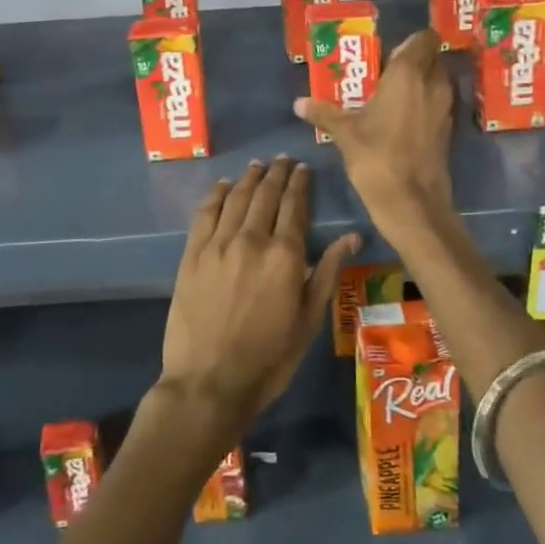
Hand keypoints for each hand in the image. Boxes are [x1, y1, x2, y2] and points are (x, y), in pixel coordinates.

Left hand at [158, 158, 358, 437]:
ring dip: (249, 178)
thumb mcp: (309, 321)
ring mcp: (218, 245)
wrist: (209, 382)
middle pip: (266, 196)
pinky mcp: (192, 255)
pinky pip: (205, 213)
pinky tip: (223, 185)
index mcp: (285, 256)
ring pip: (236, 198)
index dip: (299, 184)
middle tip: (283, 161)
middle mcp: (252, 240)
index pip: (295, 207)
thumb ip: (326, 273)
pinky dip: (216, 194)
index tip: (303, 168)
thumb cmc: (269, 359)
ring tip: (258, 166)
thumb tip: (352, 236)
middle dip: (276, 174)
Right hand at [294, 29, 454, 230]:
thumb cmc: (378, 157)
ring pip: (435, 81)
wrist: (412, 203)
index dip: (410, 41)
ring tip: (387, 94)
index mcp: (409, 73)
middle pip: (430, 58)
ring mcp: (444, 108)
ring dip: (418, 82)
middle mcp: (433, 84)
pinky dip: (423, 104)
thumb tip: (299, 103)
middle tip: (381, 72)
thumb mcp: (345, 133)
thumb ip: (324, 112)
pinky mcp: (447, 130)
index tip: (387, 51)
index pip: (424, 38)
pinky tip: (398, 118)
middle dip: (410, 60)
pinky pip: (436, 104)